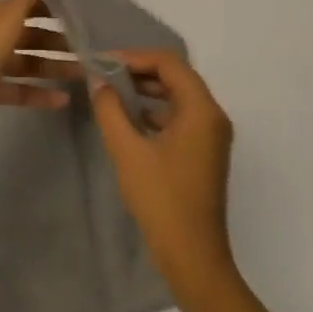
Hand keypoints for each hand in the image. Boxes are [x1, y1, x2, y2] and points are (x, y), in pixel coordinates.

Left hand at [0, 0, 77, 135]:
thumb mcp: (4, 20)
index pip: (27, 7)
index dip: (52, 11)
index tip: (81, 17)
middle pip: (30, 37)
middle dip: (57, 43)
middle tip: (90, 50)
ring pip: (27, 64)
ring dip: (53, 68)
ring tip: (84, 74)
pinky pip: (18, 90)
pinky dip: (39, 94)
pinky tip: (64, 99)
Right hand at [90, 51, 236, 288]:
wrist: (192, 254)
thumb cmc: (161, 198)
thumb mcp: (127, 150)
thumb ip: (110, 109)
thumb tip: (99, 81)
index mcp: (202, 110)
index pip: (169, 63)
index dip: (134, 56)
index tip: (102, 62)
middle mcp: (213, 116)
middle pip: (176, 77)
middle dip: (139, 71)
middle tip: (103, 74)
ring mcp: (211, 136)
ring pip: (178, 97)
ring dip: (146, 90)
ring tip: (111, 93)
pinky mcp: (204, 152)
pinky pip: (180, 118)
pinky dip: (155, 111)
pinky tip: (129, 120)